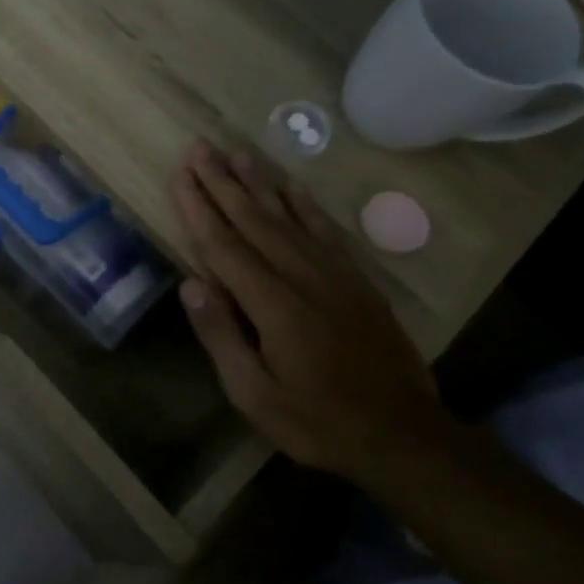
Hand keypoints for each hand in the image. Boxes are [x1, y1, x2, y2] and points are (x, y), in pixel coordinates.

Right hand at [173, 141, 452, 482]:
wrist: (403, 436)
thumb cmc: (317, 421)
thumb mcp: (254, 394)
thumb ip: (222, 335)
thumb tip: (190, 283)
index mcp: (273, 305)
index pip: (225, 246)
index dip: (199, 209)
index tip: (180, 176)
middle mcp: (303, 278)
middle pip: (254, 220)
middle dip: (223, 183)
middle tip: (201, 148)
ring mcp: (335, 275)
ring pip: (289, 217)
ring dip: (260, 182)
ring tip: (237, 152)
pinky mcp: (357, 281)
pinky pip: (325, 230)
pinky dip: (304, 203)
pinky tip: (290, 186)